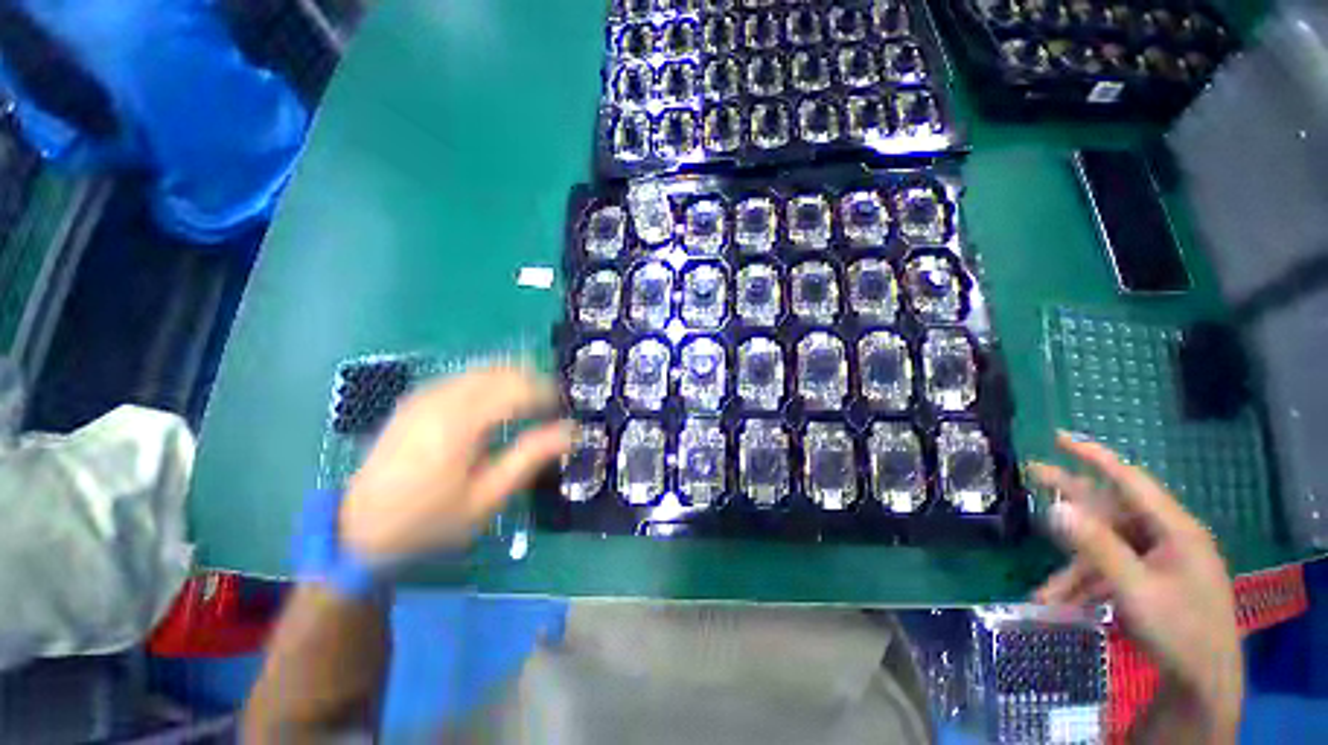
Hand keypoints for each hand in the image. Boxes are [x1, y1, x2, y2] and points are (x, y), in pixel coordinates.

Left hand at [339, 366, 570, 561]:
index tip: (565, 409)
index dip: (548, 392)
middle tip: (552, 407)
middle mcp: (441, 398)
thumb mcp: (487, 497)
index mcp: (459, 422)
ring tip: (531, 405)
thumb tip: (571, 430)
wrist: (361, 529)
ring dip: (515, 379)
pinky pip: (465, 376)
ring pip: (484, 369)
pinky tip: (498, 403)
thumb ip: (530, 457)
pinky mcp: (417, 398)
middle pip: (502, 370)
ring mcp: (425, 394)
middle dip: (534, 381)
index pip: (517, 387)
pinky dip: (491, 381)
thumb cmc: (431, 520)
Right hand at [1029, 433, 1241, 735]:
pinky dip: (1088, 585)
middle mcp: (1167, 537)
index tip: (1059, 438)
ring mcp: (1160, 560)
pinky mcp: (1152, 579)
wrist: (1204, 683)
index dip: (1094, 456)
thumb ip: (1097, 547)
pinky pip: (1112, 571)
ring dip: (1075, 570)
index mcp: (1175, 530)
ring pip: (1106, 549)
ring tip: (1044, 594)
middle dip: (1071, 500)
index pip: (1131, 481)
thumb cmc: (1179, 632)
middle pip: (1112, 510)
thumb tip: (1057, 508)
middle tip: (1032, 475)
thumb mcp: (1135, 590)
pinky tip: (1065, 606)